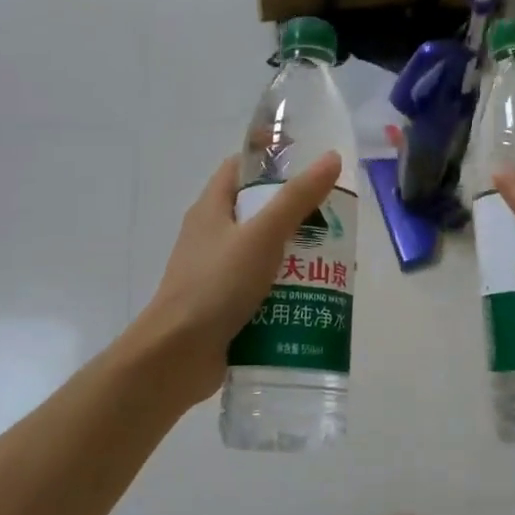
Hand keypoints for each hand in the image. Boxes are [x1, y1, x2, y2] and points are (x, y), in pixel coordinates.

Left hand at [128, 152, 343, 403]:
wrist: (177, 356)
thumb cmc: (216, 285)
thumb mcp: (262, 235)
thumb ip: (297, 198)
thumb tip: (330, 158)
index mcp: (211, 209)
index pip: (241, 169)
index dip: (273, 161)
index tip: (311, 167)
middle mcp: (212, 237)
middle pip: (259, 214)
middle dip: (298, 216)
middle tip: (336, 222)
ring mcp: (217, 274)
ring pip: (264, 255)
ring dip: (297, 258)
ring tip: (337, 264)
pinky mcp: (226, 307)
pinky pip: (262, 290)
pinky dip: (287, 292)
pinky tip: (316, 299)